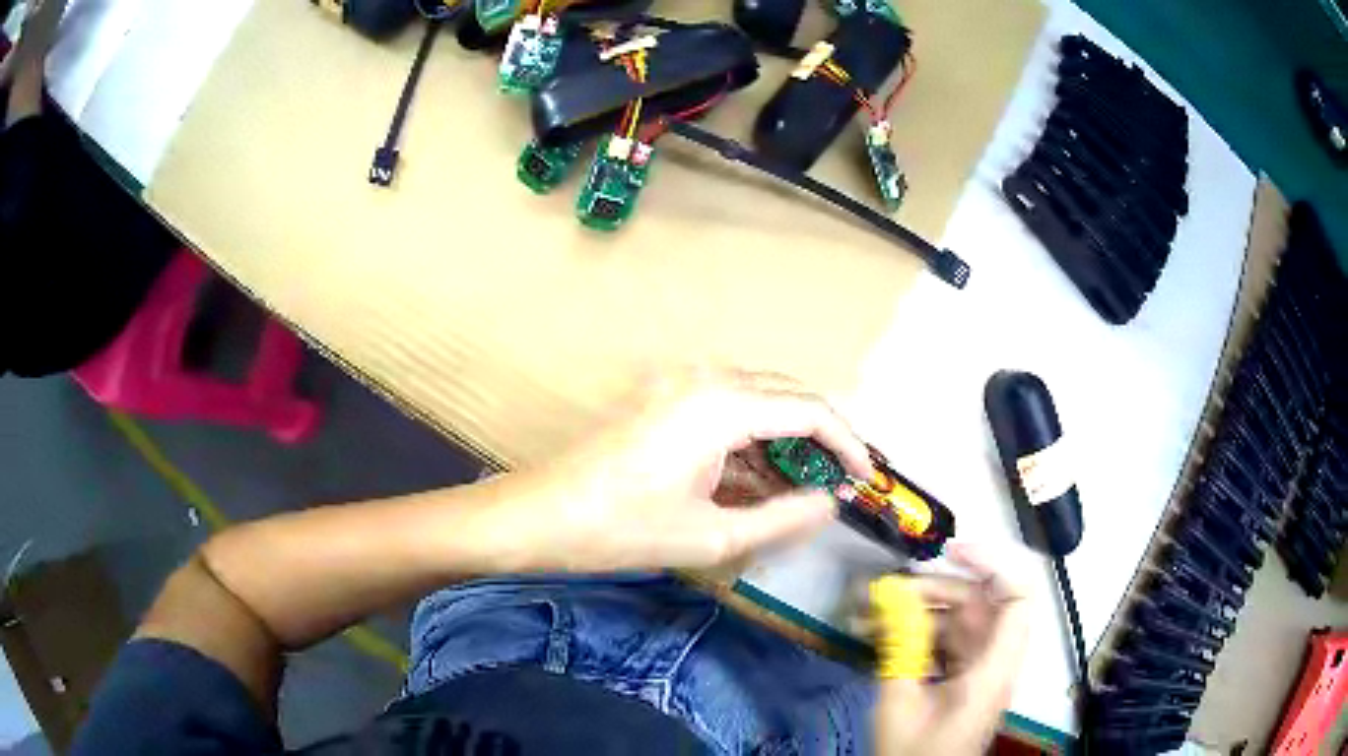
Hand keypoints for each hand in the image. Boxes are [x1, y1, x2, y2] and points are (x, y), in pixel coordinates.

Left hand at [482, 368, 873, 571]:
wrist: (539, 516)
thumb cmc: (622, 530)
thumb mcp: (713, 535)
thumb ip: (784, 517)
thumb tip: (829, 503)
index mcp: (722, 405)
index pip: (811, 410)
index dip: (847, 444)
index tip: (864, 479)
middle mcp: (706, 378)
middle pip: (788, 396)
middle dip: (820, 439)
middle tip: (837, 485)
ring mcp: (680, 383)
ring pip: (758, 401)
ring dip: (784, 441)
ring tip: (800, 491)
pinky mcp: (663, 397)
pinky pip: (726, 410)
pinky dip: (750, 442)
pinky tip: (756, 482)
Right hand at [873, 543, 1035, 755]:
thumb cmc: (915, 753)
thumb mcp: (900, 703)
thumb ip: (901, 647)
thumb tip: (891, 598)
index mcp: (994, 669)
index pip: (1018, 597)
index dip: (993, 563)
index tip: (951, 551)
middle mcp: (994, 660)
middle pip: (980, 603)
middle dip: (934, 590)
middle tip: (887, 594)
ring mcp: (978, 667)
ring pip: (957, 618)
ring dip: (917, 611)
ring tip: (871, 614)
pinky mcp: (962, 674)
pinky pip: (944, 639)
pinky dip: (915, 632)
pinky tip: (879, 634)